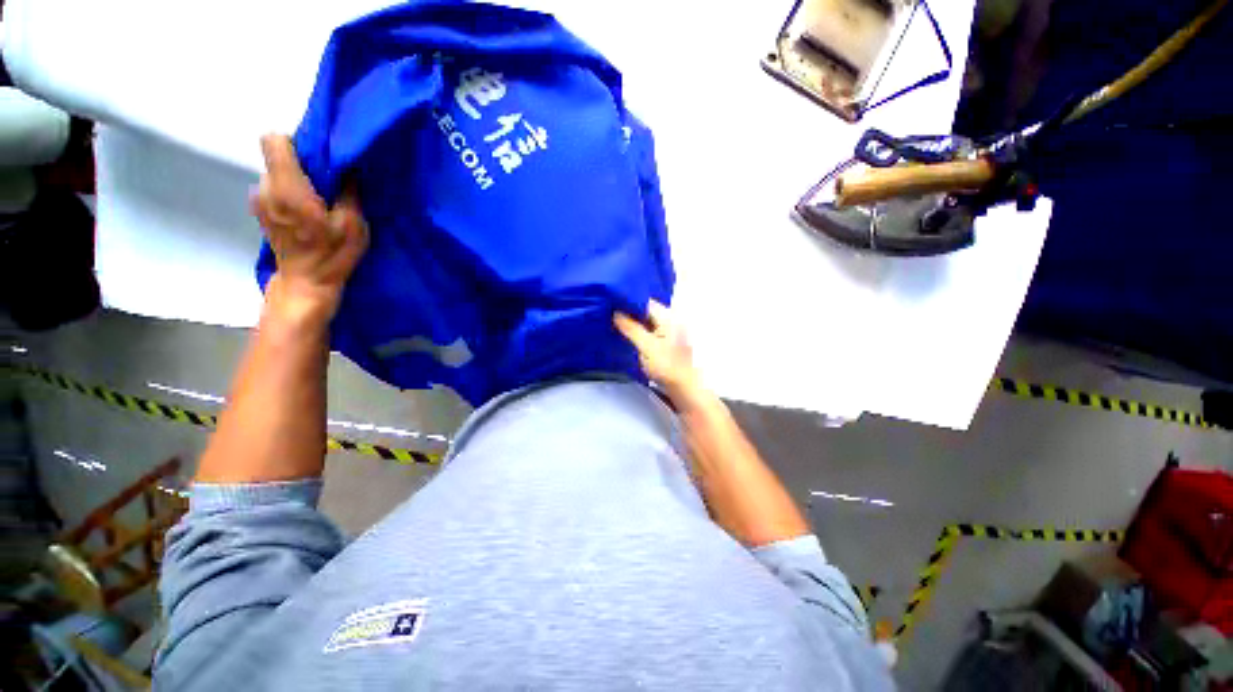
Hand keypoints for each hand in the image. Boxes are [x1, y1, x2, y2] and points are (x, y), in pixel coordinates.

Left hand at [252, 134, 368, 320]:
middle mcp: (266, 188)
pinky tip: (306, 212)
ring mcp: (259, 199)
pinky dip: (290, 191)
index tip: (318, 157)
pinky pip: (274, 187)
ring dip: (296, 178)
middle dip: (302, 163)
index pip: (274, 141)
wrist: (306, 283)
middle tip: (327, 183)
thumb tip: (348, 165)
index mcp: (288, 189)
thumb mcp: (353, 225)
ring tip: (318, 200)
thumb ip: (349, 191)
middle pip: (278, 157)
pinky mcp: (261, 210)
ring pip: (276, 172)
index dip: (296, 142)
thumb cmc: (332, 255)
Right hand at [614, 300, 700, 398]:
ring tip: (615, 321)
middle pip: (647, 310)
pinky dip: (640, 329)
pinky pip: (651, 329)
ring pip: (648, 320)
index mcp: (669, 317)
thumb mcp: (646, 346)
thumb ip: (631, 328)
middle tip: (610, 312)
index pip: (646, 302)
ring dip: (634, 321)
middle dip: (630, 311)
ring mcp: (670, 330)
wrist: (684, 388)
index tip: (611, 302)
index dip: (628, 301)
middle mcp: (672, 320)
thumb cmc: (667, 367)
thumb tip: (616, 313)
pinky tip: (628, 333)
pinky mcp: (667, 341)